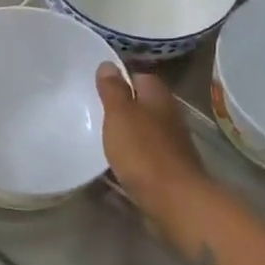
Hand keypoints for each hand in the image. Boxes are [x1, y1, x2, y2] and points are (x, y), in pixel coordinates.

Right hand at [96, 63, 207, 221]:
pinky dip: (127, 158)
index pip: (140, 76)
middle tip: (90, 110)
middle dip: (120, 107)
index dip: (119, 77)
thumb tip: (108, 64)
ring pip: (142, 132)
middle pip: (142, 105)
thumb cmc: (144, 152)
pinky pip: (142, 158)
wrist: (174, 200)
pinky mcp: (166, 171)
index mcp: (158, 98)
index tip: (95, 83)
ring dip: (124, 134)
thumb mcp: (120, 115)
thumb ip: (113, 90)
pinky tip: (110, 165)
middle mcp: (168, 118)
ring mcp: (169, 146)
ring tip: (95, 137)